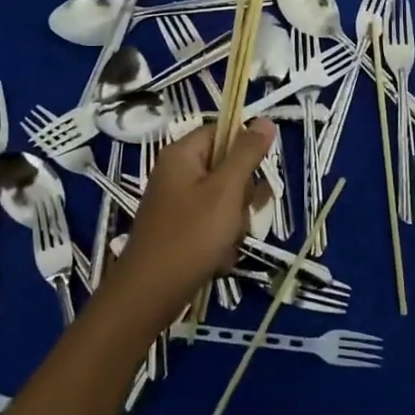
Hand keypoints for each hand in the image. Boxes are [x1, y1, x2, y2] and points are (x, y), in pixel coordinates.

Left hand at [107, 119, 274, 324]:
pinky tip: (219, 257)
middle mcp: (177, 172)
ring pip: (225, 198)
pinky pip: (213, 222)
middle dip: (242, 194)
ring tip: (227, 240)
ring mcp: (177, 202)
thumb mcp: (226, 190)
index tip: (258, 173)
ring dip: (235, 220)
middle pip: (227, 166)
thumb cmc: (191, 236)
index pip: (223, 131)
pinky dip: (221, 238)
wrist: (149, 295)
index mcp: (182, 154)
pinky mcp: (180, 228)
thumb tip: (265, 120)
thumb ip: (247, 154)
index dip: (245, 149)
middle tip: (238, 214)